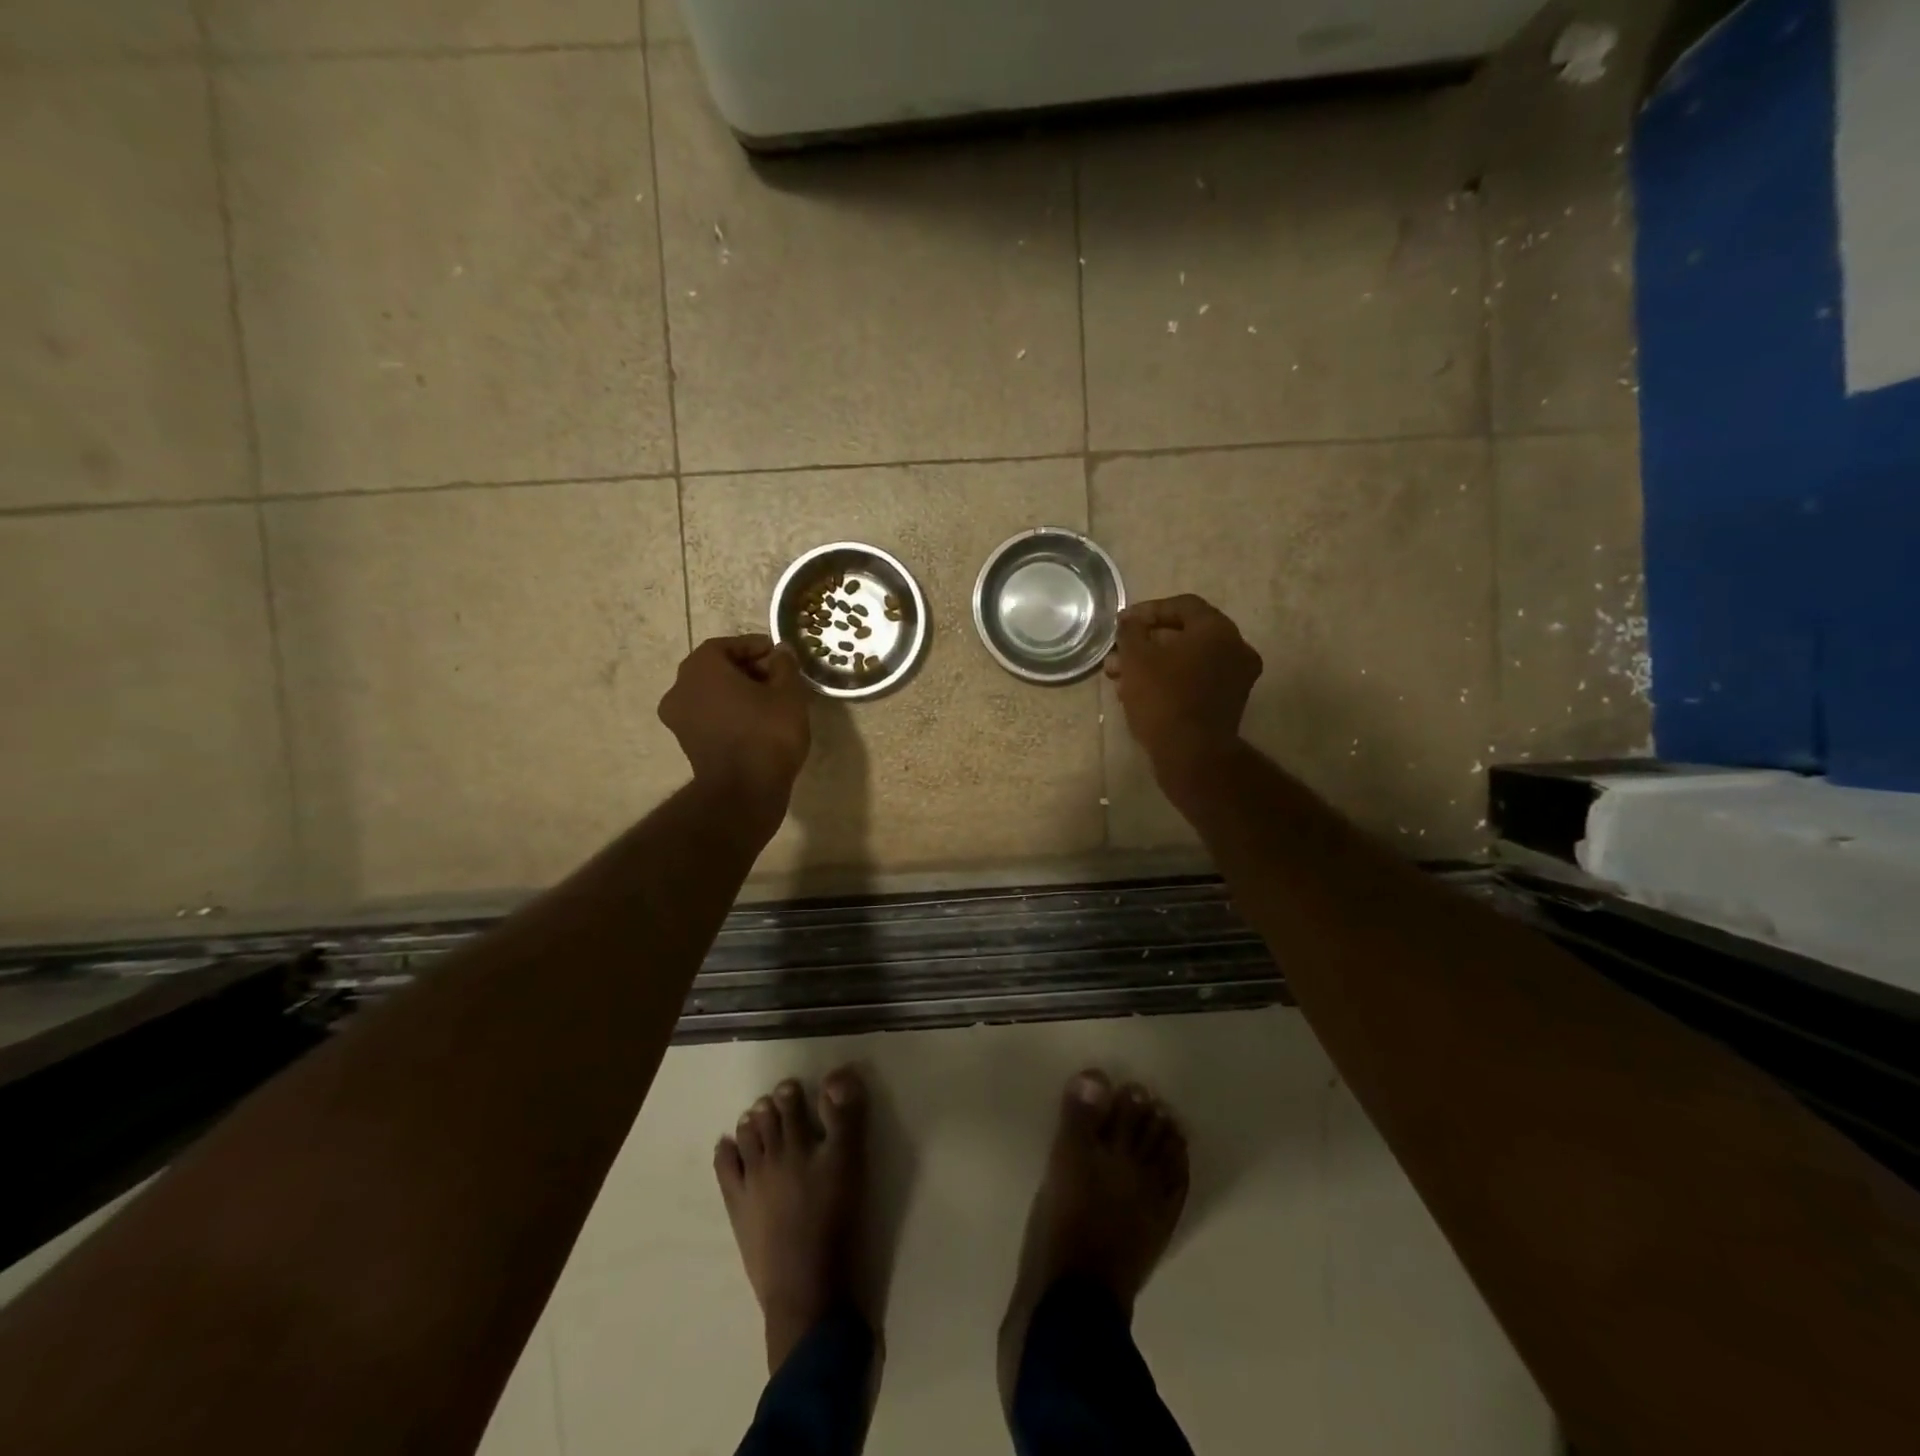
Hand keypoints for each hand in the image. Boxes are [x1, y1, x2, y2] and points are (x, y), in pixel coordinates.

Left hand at [659, 635, 811, 820]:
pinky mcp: (686, 743)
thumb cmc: (767, 733)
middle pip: (715, 668)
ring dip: (738, 692)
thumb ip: (784, 666)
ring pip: (711, 693)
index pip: (726, 645)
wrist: (745, 791)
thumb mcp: (788, 693)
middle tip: (778, 678)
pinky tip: (757, 722)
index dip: (754, 646)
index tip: (778, 655)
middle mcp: (680, 688)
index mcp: (700, 668)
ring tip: (771, 701)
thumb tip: (781, 652)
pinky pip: (710, 716)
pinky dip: (729, 712)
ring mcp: (679, 718)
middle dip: (747, 669)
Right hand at [1104, 595, 1261, 780]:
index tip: (1122, 624)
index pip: (1182, 606)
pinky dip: (1168, 680)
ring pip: (1187, 660)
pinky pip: (1195, 680)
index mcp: (1217, 629)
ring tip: (1119, 677)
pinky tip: (1137, 693)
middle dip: (1146, 643)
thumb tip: (1130, 621)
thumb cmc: (1163, 698)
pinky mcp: (1227, 703)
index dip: (1148, 611)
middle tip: (1117, 655)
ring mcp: (1235, 677)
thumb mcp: (1136, 658)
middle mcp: (1235, 648)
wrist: (1191, 754)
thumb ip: (1131, 631)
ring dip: (1152, 664)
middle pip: (1184, 634)